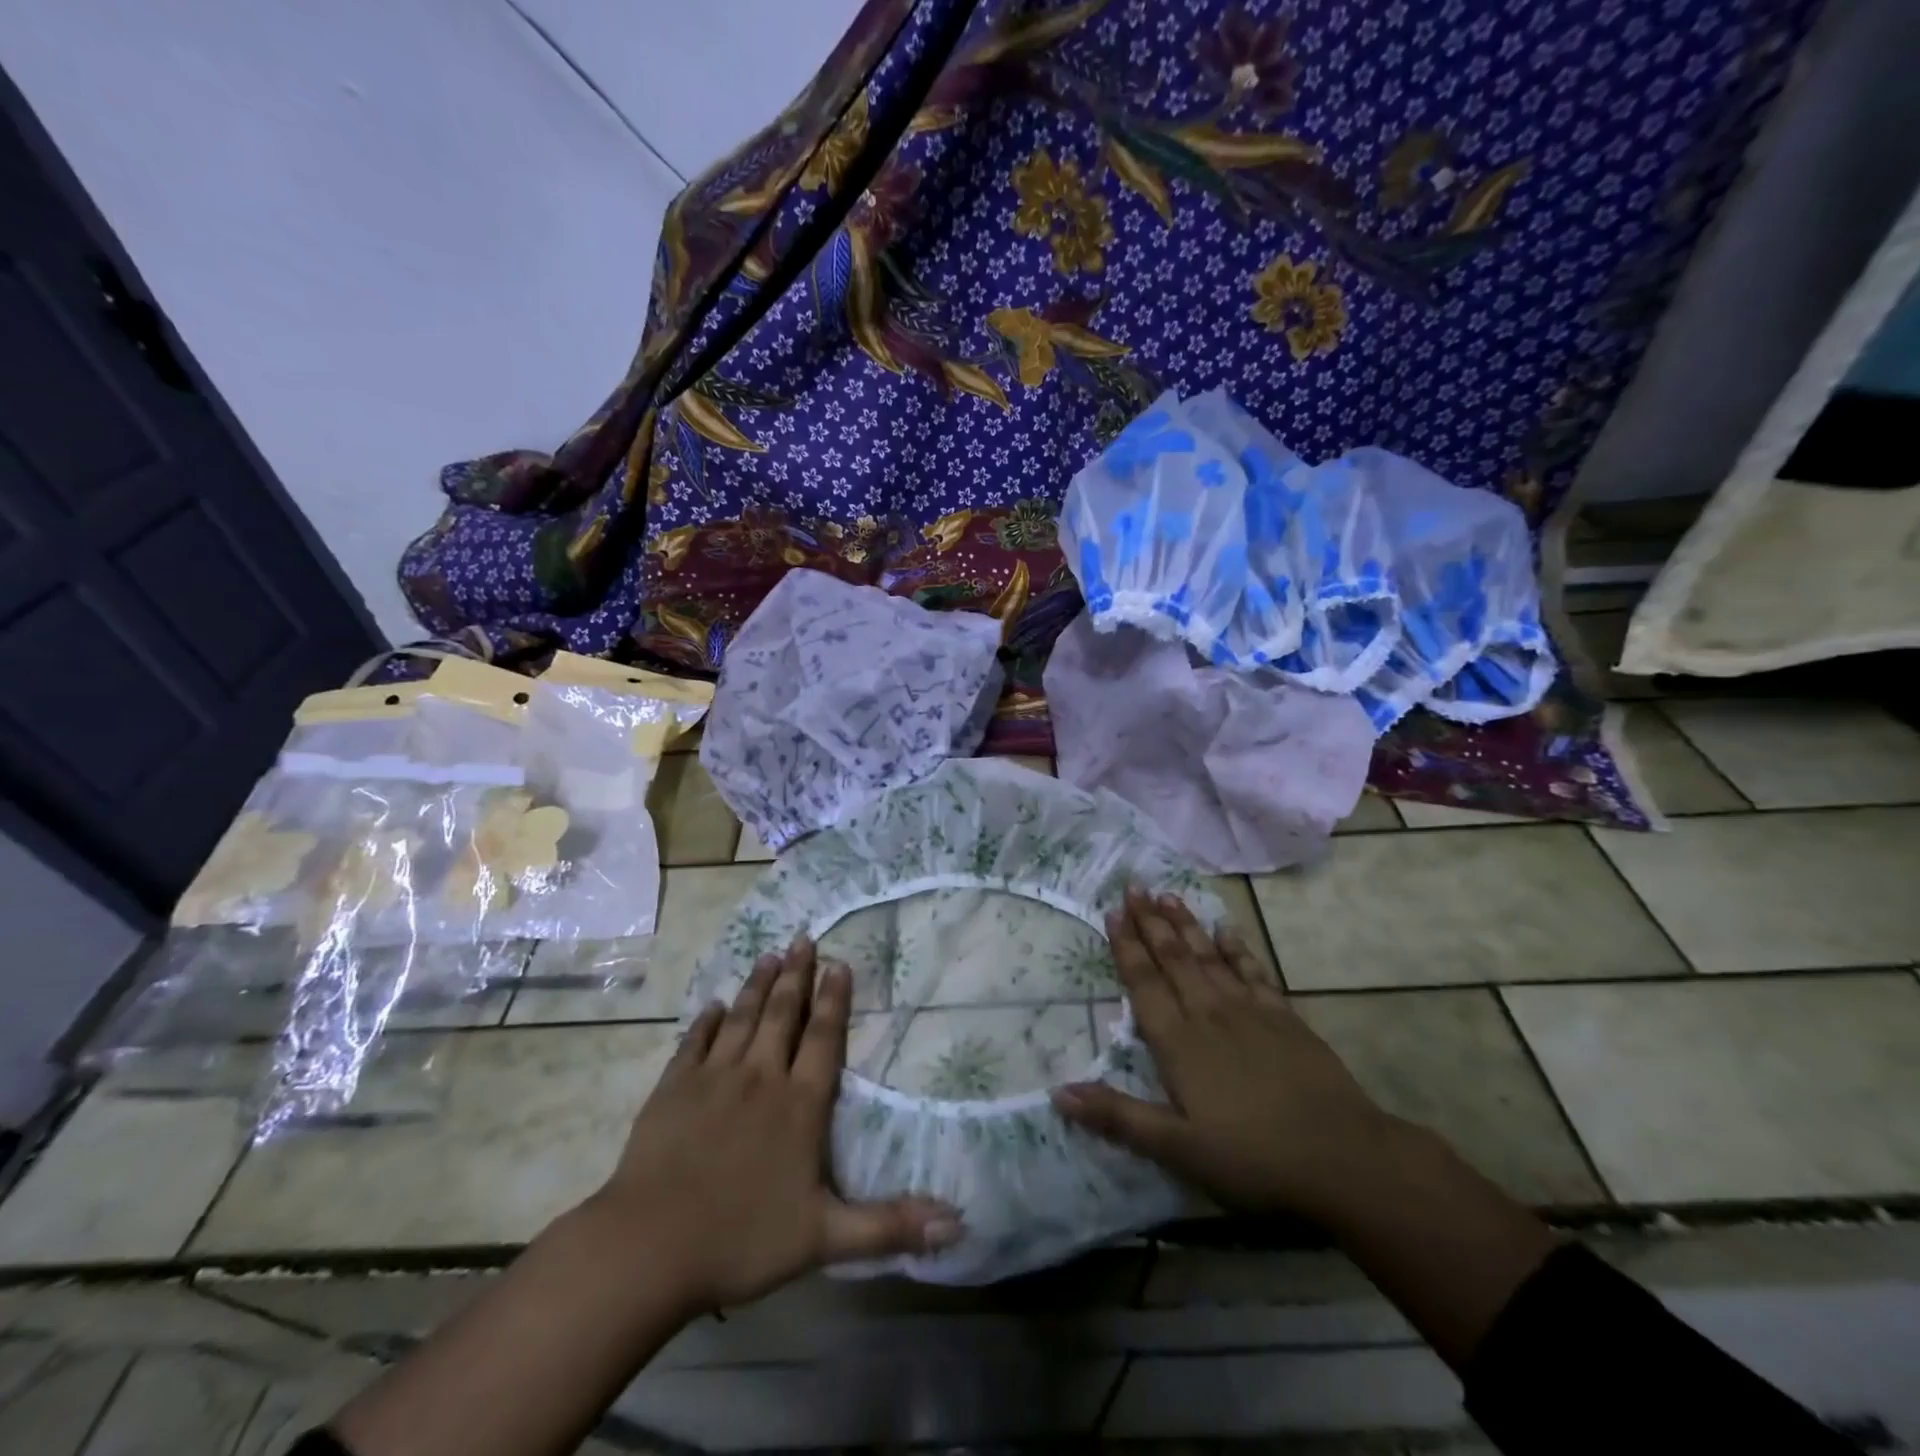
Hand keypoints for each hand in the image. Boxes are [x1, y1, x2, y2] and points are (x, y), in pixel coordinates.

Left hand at [590, 935, 960, 1313]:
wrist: (650, 1249)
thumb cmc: (743, 1240)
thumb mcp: (826, 1238)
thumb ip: (891, 1225)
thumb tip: (958, 1223)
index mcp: (799, 1104)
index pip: (823, 1038)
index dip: (834, 999)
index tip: (839, 964)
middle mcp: (760, 1078)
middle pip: (783, 1015)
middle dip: (796, 975)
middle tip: (803, 938)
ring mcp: (713, 1079)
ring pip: (742, 1018)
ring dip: (757, 985)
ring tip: (769, 955)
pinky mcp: (673, 1089)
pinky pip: (694, 1043)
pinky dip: (706, 1022)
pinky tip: (714, 1006)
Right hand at [1053, 887, 1403, 1224]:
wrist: (1342, 1157)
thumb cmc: (1252, 1158)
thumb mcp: (1178, 1148)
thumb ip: (1118, 1116)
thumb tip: (1058, 1092)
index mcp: (1178, 1043)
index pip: (1144, 983)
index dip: (1126, 946)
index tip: (1113, 911)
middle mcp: (1208, 1014)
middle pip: (1173, 958)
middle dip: (1151, 921)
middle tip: (1134, 886)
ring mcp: (1249, 1011)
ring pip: (1208, 956)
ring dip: (1185, 925)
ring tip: (1168, 895)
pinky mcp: (1284, 1018)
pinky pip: (1253, 972)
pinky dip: (1237, 948)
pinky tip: (1226, 930)